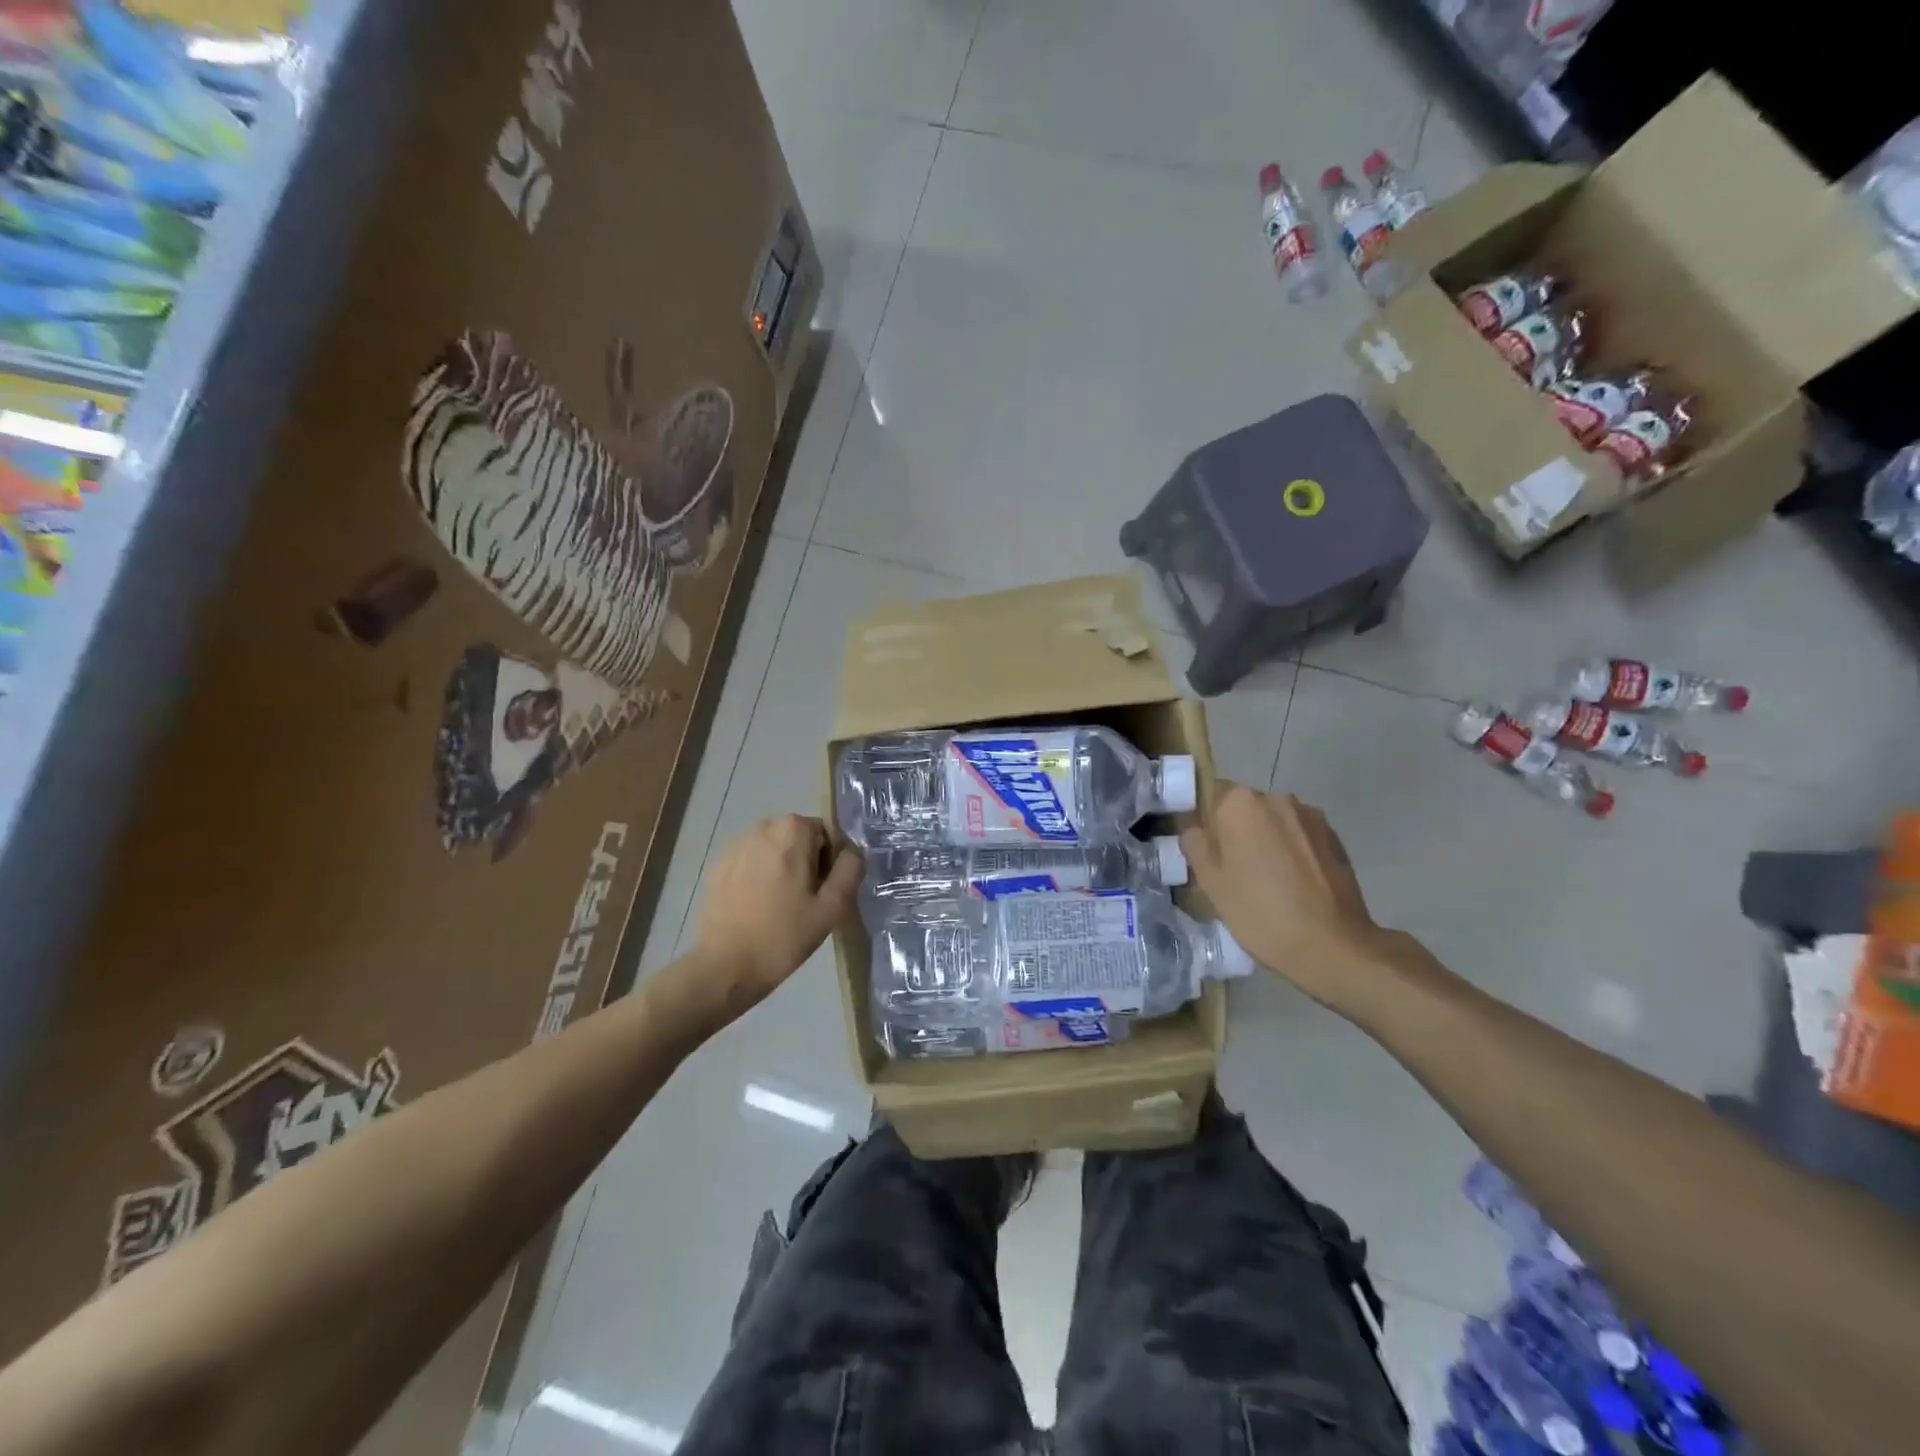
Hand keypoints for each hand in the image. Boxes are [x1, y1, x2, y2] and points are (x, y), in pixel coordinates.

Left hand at [681, 815, 862, 1025]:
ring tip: (781, 907)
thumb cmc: (783, 936)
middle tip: (806, 903)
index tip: (824, 894)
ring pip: (775, 850)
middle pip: (800, 839)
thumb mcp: (832, 907)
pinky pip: (752, 862)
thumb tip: (852, 852)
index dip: (832, 863)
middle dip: (808, 863)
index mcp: (793, 830)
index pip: (828, 835)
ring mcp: (736, 844)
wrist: (724, 966)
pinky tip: (758, 908)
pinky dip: (760, 877)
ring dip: (784, 869)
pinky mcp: (719, 864)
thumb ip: (850, 870)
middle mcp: (763, 826)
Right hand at [1180, 785, 1393, 1012]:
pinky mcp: (1334, 836)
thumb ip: (1195, 845)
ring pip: (1274, 821)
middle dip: (1237, 830)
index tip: (1208, 855)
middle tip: (1234, 870)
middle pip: (1244, 808)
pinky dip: (1292, 851)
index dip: (1206, 825)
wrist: (1332, 945)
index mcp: (1240, 803)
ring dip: (1267, 840)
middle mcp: (1276, 798)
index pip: (1210, 797)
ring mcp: (1310, 815)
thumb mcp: (1210, 883)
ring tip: (1268, 880)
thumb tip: (1195, 829)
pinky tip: (1294, 884)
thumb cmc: (1259, 912)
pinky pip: (1299, 835)